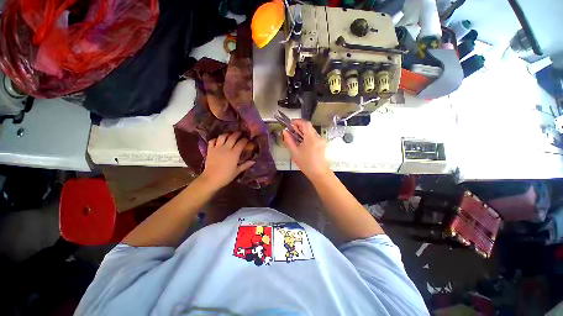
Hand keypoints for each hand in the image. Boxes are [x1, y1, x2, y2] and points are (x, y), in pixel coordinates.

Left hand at [200, 132, 254, 189]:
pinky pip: (212, 140)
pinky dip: (216, 139)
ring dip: (227, 134)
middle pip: (232, 137)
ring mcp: (217, 148)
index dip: (245, 140)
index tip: (247, 139)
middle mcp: (226, 148)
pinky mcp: (210, 150)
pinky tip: (219, 141)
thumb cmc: (226, 176)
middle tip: (240, 133)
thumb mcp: (237, 171)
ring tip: (230, 135)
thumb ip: (245, 165)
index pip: (241, 143)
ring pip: (222, 136)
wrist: (211, 179)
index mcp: (234, 153)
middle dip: (237, 134)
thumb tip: (253, 161)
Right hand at [282, 119, 330, 179]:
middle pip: (308, 127)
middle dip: (299, 127)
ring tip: (295, 138)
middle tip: (290, 132)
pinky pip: (313, 136)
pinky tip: (302, 143)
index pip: (305, 123)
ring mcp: (321, 140)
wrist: (319, 173)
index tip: (290, 124)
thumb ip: (289, 140)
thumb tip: (285, 131)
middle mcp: (318, 136)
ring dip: (302, 132)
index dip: (297, 121)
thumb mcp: (295, 152)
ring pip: (311, 132)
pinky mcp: (322, 144)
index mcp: (311, 137)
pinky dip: (307, 136)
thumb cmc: (306, 163)